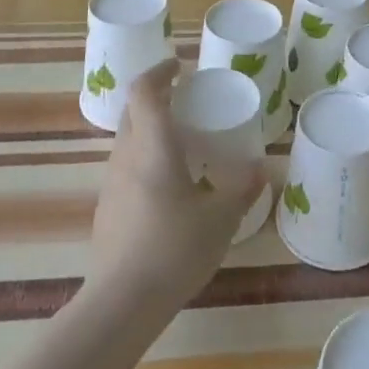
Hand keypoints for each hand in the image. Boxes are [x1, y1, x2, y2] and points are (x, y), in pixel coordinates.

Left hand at [86, 60, 265, 309]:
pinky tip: (168, 187)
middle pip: (133, 112)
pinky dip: (145, 159)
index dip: (160, 71)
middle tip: (187, 101)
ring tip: (182, 143)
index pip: (144, 91)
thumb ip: (242, 188)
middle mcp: (126, 156)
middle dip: (157, 98)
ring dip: (150, 130)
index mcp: (153, 146)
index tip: (180, 66)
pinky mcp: (107, 209)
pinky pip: (125, 168)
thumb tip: (261, 168)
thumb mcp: (221, 218)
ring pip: (127, 140)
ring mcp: (111, 183)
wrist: (122, 302)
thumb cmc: (175, 249)